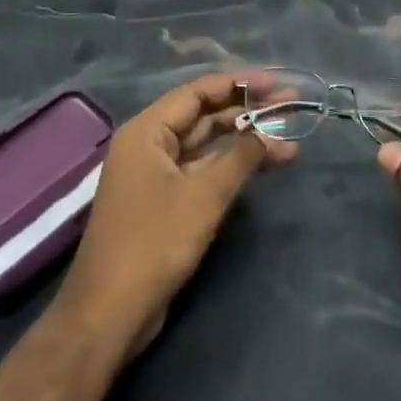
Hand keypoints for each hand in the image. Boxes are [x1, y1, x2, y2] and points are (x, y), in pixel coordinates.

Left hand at [55, 72, 296, 363]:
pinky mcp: (165, 202)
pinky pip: (203, 170)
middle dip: (247, 112)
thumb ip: (239, 157)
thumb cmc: (153, 244)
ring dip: (245, 142)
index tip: (276, 84)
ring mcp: (156, 174)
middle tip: (291, 107)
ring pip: (207, 145)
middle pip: (204, 116)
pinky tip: (264, 168)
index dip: (239, 84)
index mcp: (147, 131)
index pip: (198, 92)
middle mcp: (149, 144)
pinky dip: (232, 167)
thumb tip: (269, 130)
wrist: (109, 316)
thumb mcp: (203, 196)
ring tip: (290, 142)